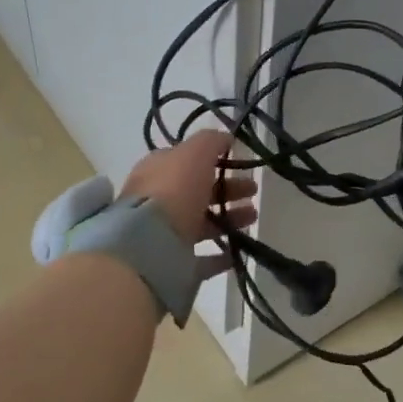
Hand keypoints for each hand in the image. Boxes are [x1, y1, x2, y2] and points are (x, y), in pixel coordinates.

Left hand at [120, 131, 257, 276]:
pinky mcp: (172, 265)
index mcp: (157, 171)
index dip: (214, 161)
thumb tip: (226, 137)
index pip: (187, 161)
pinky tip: (237, 252)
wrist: (149, 246)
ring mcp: (163, 235)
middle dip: (228, 190)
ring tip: (253, 218)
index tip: (241, 164)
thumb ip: (211, 141)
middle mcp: (157, 201)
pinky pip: (200, 259)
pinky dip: (219, 255)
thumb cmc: (173, 191)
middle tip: (253, 191)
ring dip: (228, 219)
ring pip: (201, 224)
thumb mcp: (194, 153)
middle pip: (197, 192)